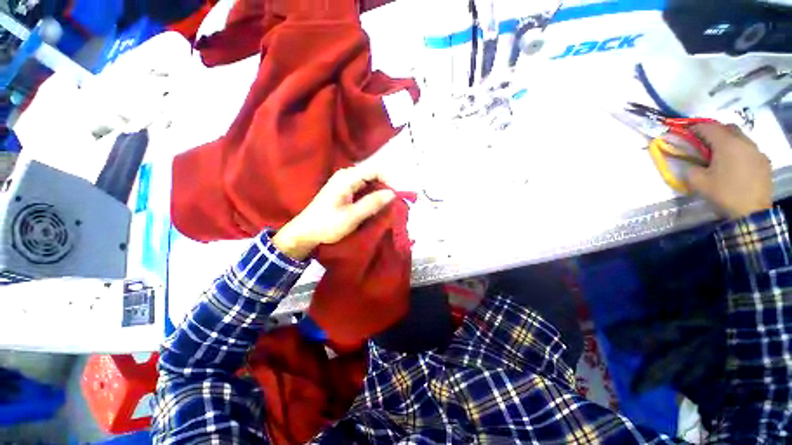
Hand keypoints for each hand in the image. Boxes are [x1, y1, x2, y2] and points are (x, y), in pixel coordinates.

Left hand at [272, 167, 396, 259]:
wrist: (306, 231)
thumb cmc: (327, 224)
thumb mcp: (352, 217)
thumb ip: (372, 204)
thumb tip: (392, 194)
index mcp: (347, 178)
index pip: (376, 170)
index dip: (389, 181)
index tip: (395, 197)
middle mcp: (346, 174)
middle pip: (373, 174)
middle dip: (385, 186)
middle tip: (391, 203)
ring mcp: (344, 180)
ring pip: (369, 180)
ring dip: (379, 191)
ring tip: (384, 206)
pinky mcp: (344, 188)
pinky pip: (363, 186)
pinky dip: (371, 194)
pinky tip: (373, 205)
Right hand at [687, 123, 771, 218]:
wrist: (752, 212)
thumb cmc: (723, 193)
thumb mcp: (698, 182)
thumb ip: (691, 168)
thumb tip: (692, 163)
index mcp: (727, 143)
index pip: (708, 127)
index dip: (695, 128)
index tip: (686, 133)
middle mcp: (744, 142)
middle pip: (728, 128)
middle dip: (715, 131)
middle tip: (704, 142)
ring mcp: (757, 151)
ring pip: (740, 138)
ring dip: (729, 141)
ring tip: (720, 154)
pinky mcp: (764, 161)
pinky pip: (749, 150)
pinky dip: (739, 151)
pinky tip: (735, 164)